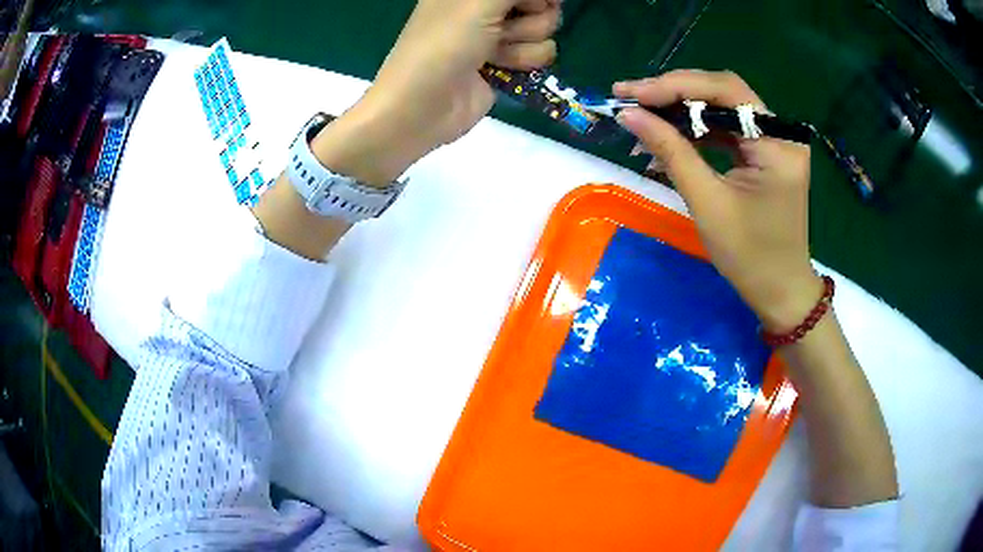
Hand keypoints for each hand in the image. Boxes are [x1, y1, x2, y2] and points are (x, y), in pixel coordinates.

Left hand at [311, 0, 559, 186]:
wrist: (423, 106)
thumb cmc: (444, 44)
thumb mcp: (479, 2)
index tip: (526, 4)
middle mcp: (488, 6)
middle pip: (542, 3)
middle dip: (528, 18)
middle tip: (500, 29)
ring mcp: (498, 33)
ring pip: (545, 29)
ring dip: (522, 44)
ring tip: (491, 53)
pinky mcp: (507, 61)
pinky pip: (540, 53)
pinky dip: (522, 61)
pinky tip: (497, 68)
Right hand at [614, 70, 821, 330]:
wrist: (780, 292)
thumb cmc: (749, 257)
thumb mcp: (707, 203)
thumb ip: (671, 151)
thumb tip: (630, 115)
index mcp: (778, 143)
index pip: (726, 91)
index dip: (676, 86)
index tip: (632, 93)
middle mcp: (781, 132)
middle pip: (724, 92)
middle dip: (675, 91)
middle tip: (631, 97)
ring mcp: (776, 141)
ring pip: (723, 107)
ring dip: (683, 107)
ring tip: (642, 112)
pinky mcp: (766, 153)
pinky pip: (727, 128)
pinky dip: (697, 128)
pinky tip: (670, 131)